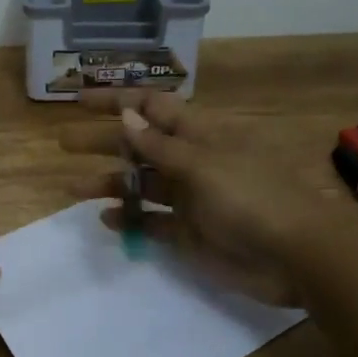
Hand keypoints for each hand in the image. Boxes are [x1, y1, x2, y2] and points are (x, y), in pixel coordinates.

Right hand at [59, 90, 328, 304]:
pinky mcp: (187, 232)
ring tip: (72, 188)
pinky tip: (105, 219)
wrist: (295, 256)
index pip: (152, 106)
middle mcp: (189, 160)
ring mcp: (188, 197)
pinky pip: (149, 221)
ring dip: (107, 183)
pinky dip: (127, 219)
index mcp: (198, 134)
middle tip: (63, 142)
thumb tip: (126, 114)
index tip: (80, 101)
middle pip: (138, 144)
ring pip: (139, 184)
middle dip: (102, 141)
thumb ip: (158, 144)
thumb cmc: (251, 197)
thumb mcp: (202, 164)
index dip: (118, 100)